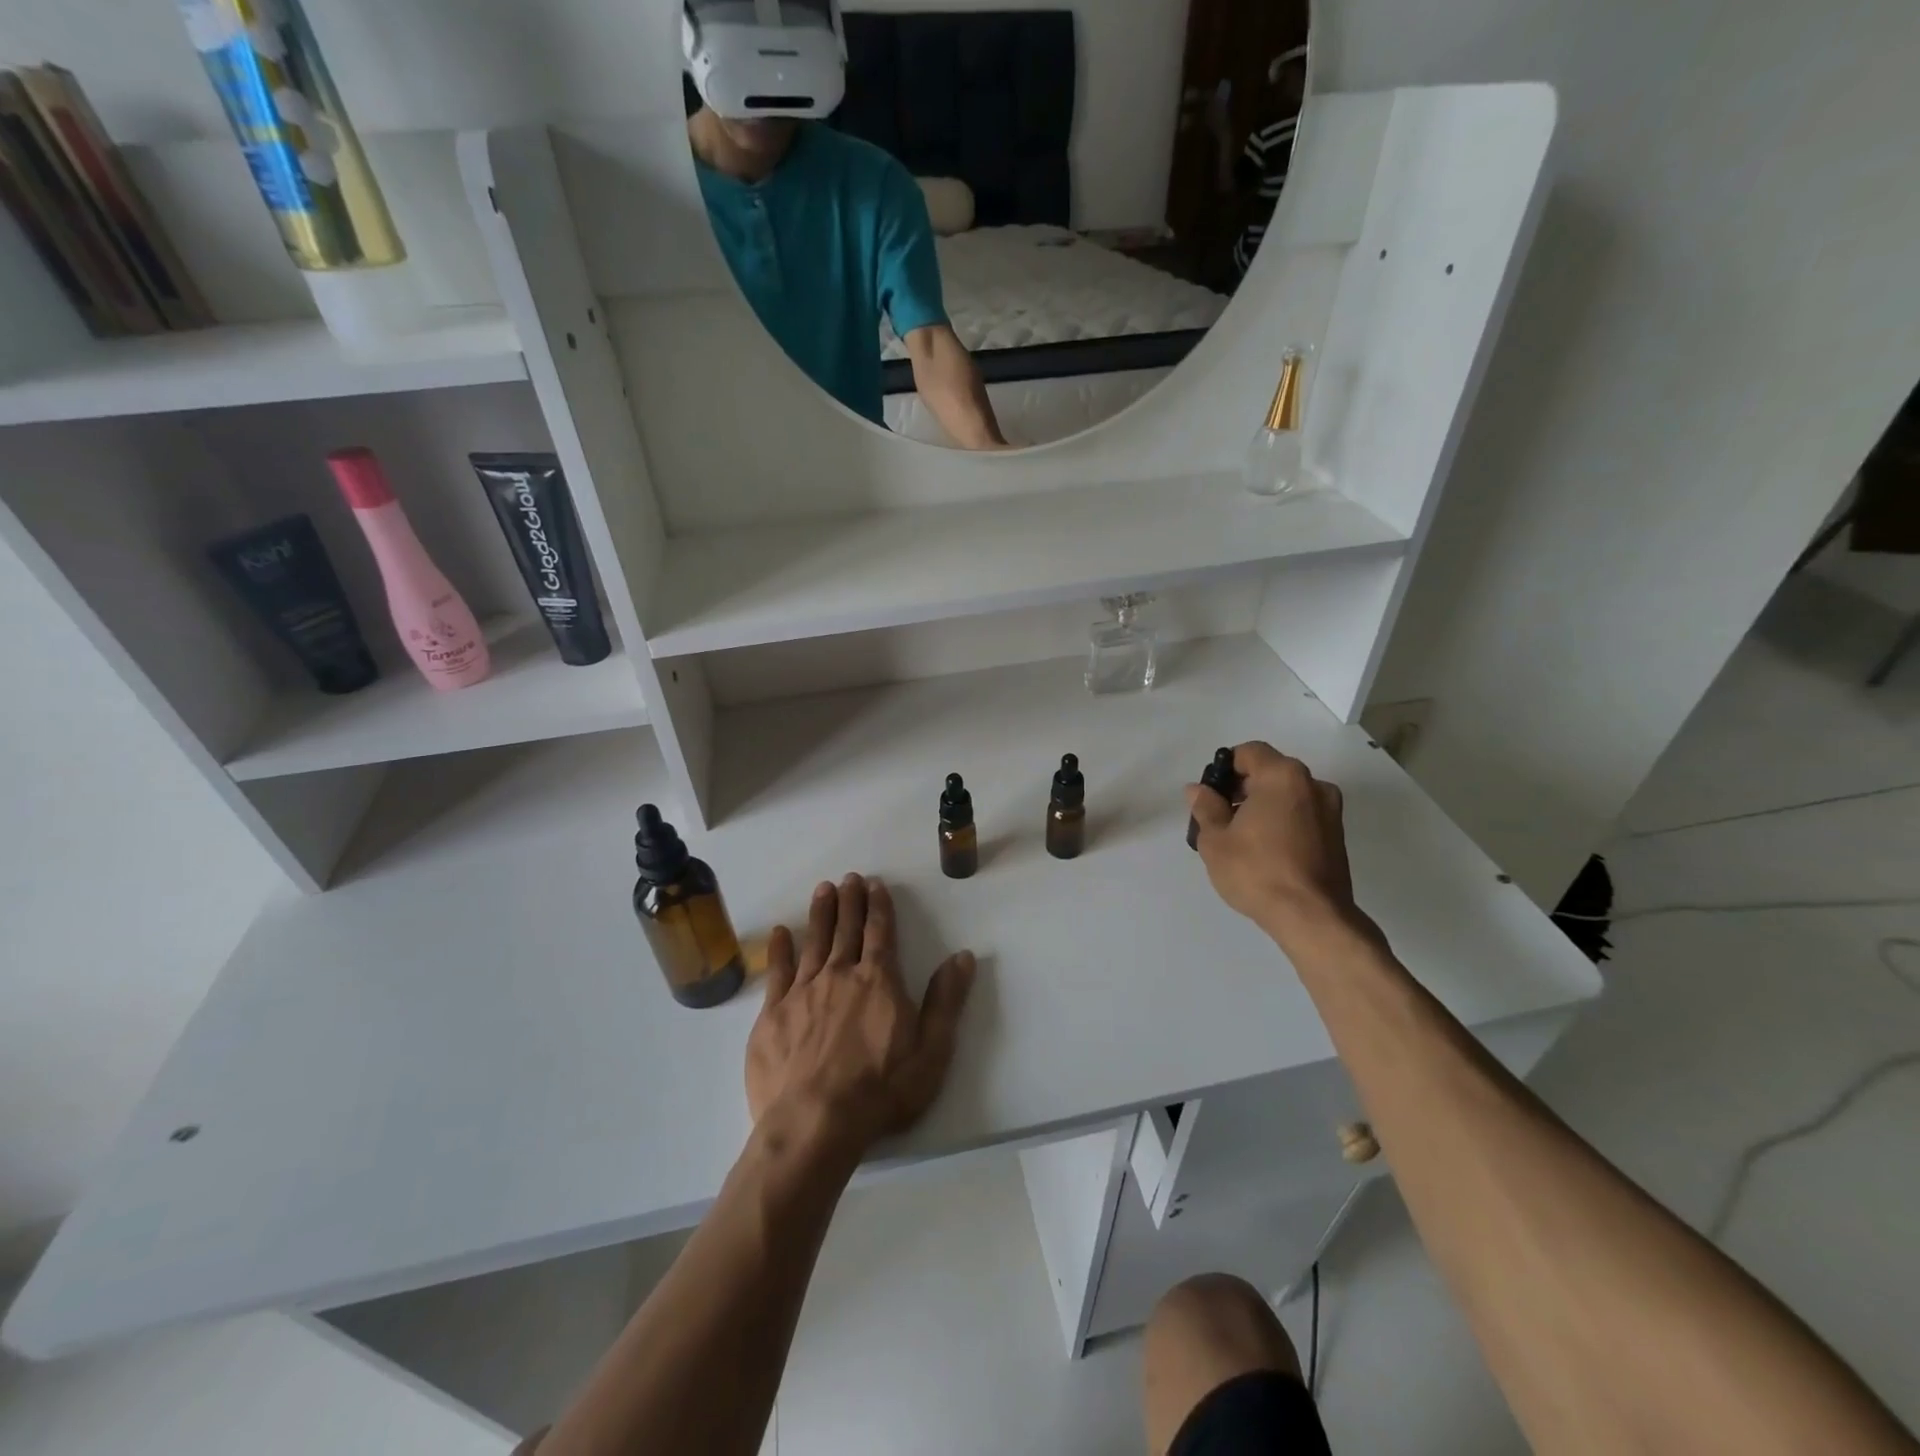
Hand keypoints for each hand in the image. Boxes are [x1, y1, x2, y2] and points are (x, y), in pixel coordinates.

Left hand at [747, 875, 975, 1159]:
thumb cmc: (881, 1091)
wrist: (815, 1123)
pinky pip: (777, 972)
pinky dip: (780, 949)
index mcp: (879, 981)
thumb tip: (962, 957)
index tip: (874, 885)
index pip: (881, 933)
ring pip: (814, 942)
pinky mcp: (773, 1014)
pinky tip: (780, 932)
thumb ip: (945, 1001)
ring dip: (820, 914)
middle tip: (848, 878)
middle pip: (846, 929)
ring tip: (823, 890)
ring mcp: (803, 992)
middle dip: (849, 901)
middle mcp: (840, 975)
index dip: (879, 907)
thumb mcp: (931, 1051)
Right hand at [1186, 742, 1372, 952]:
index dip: (1225, 767)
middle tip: (1221, 817)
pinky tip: (1266, 850)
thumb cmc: (1257, 871)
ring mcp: (1330, 810)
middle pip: (1271, 771)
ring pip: (1288, 794)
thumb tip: (1198, 790)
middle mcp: (1313, 784)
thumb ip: (1205, 807)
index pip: (1250, 752)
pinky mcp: (1337, 835)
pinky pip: (1302, 815)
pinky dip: (1283, 822)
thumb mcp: (1215, 840)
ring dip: (1264, 805)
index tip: (1211, 794)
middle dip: (1243, 787)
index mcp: (1283, 776)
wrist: (1312, 917)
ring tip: (1243, 837)